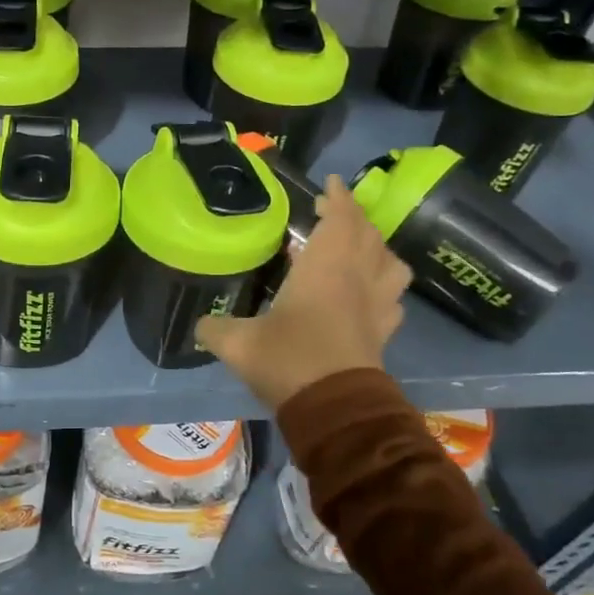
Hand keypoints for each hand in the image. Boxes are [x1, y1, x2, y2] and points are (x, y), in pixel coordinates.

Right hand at [196, 175, 411, 410]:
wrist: (335, 410)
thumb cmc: (289, 360)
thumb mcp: (238, 343)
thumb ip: (215, 328)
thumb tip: (201, 325)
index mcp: (326, 267)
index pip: (341, 218)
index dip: (337, 198)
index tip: (329, 184)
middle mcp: (358, 277)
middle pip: (368, 234)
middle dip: (352, 217)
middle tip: (331, 213)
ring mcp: (377, 305)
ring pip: (391, 263)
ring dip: (376, 248)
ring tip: (357, 249)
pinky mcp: (383, 332)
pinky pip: (392, 298)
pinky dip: (384, 286)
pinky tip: (368, 294)